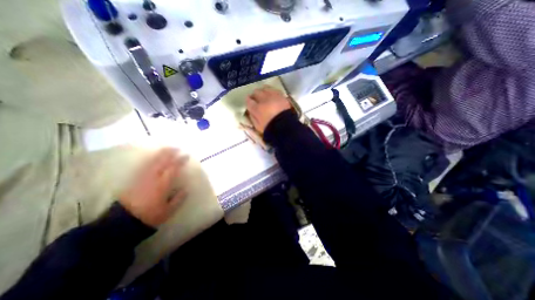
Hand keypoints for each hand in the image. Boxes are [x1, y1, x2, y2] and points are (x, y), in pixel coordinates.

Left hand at [118, 147, 187, 226]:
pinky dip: (150, 159)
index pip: (173, 168)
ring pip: (153, 162)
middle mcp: (153, 178)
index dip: (180, 160)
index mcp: (162, 184)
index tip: (186, 155)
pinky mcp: (134, 179)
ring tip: (167, 149)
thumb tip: (185, 190)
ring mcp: (142, 177)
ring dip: (160, 154)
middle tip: (177, 148)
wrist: (123, 222)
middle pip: (162, 162)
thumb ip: (178, 199)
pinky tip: (153, 157)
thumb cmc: (149, 216)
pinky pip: (144, 166)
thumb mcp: (168, 210)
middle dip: (170, 153)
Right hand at [244, 85, 289, 131]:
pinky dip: (271, 92)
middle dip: (255, 95)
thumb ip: (253, 117)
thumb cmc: (270, 128)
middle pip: (256, 92)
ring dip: (263, 92)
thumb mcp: (258, 126)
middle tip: (256, 100)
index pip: (249, 101)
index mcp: (257, 108)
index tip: (249, 102)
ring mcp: (273, 97)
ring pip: (265, 89)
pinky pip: (274, 90)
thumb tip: (251, 111)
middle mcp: (264, 100)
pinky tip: (272, 96)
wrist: (285, 127)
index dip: (248, 101)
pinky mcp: (281, 96)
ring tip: (264, 96)